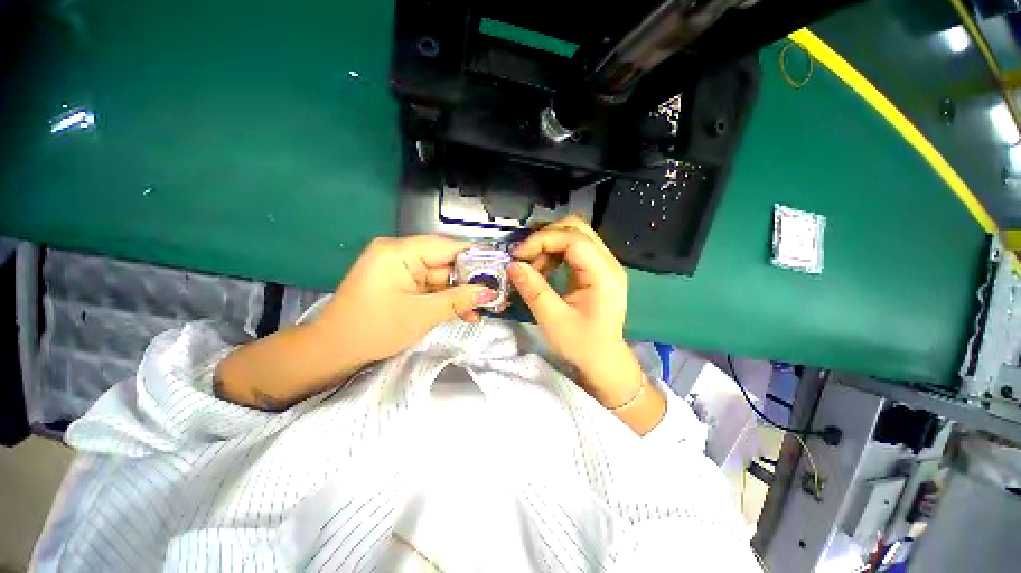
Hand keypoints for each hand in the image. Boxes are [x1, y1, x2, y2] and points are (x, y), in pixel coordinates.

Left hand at [315, 235, 497, 364]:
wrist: (333, 352)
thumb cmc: (373, 329)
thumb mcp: (421, 315)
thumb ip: (458, 300)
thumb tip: (489, 292)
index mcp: (398, 252)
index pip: (446, 246)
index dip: (475, 255)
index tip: (500, 265)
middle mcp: (400, 254)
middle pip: (445, 262)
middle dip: (470, 279)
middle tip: (496, 292)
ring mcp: (400, 270)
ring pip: (441, 277)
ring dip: (461, 293)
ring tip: (484, 308)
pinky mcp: (402, 283)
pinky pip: (431, 287)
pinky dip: (447, 299)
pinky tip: (466, 312)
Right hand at [508, 216, 645, 408]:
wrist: (603, 360)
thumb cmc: (582, 345)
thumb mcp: (553, 321)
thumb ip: (533, 290)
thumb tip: (513, 265)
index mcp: (604, 275)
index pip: (574, 238)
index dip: (543, 240)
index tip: (518, 255)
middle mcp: (608, 263)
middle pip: (576, 228)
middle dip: (545, 237)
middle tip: (523, 256)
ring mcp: (604, 264)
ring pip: (574, 235)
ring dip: (548, 245)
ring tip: (531, 267)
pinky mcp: (596, 270)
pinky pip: (573, 249)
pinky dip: (553, 254)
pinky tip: (543, 270)